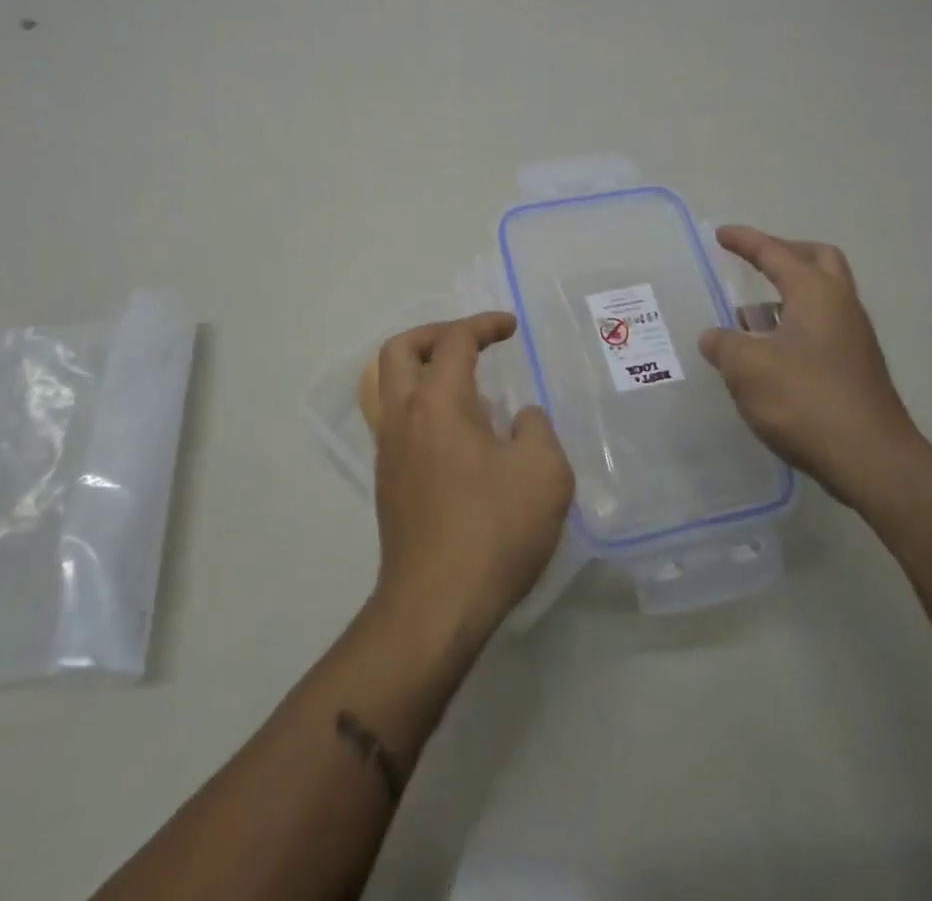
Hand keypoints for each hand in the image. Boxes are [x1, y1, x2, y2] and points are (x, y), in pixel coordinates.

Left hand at [369, 313, 574, 641]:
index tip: (510, 327)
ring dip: (425, 371)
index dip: (484, 324)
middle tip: (470, 342)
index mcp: (437, 402)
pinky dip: (424, 406)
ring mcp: (389, 451)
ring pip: (392, 387)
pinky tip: (461, 435)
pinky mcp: (388, 483)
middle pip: (400, 350)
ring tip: (469, 387)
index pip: (455, 341)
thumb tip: (519, 419)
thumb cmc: (493, 530)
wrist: (435, 606)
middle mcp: (403, 416)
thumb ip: (537, 429)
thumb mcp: (543, 472)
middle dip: (434, 334)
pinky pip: (399, 421)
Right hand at [699, 226, 925, 505]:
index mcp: (816, 293)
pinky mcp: (855, 368)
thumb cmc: (805, 401)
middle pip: (817, 260)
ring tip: (748, 313)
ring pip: (822, 296)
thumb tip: (715, 337)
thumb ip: (724, 345)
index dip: (746, 241)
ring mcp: (854, 338)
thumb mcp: (747, 368)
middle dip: (783, 253)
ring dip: (787, 294)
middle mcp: (842, 306)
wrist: (871, 460)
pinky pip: (822, 326)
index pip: (776, 253)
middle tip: (753, 260)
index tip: (721, 235)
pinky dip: (794, 323)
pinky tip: (768, 351)